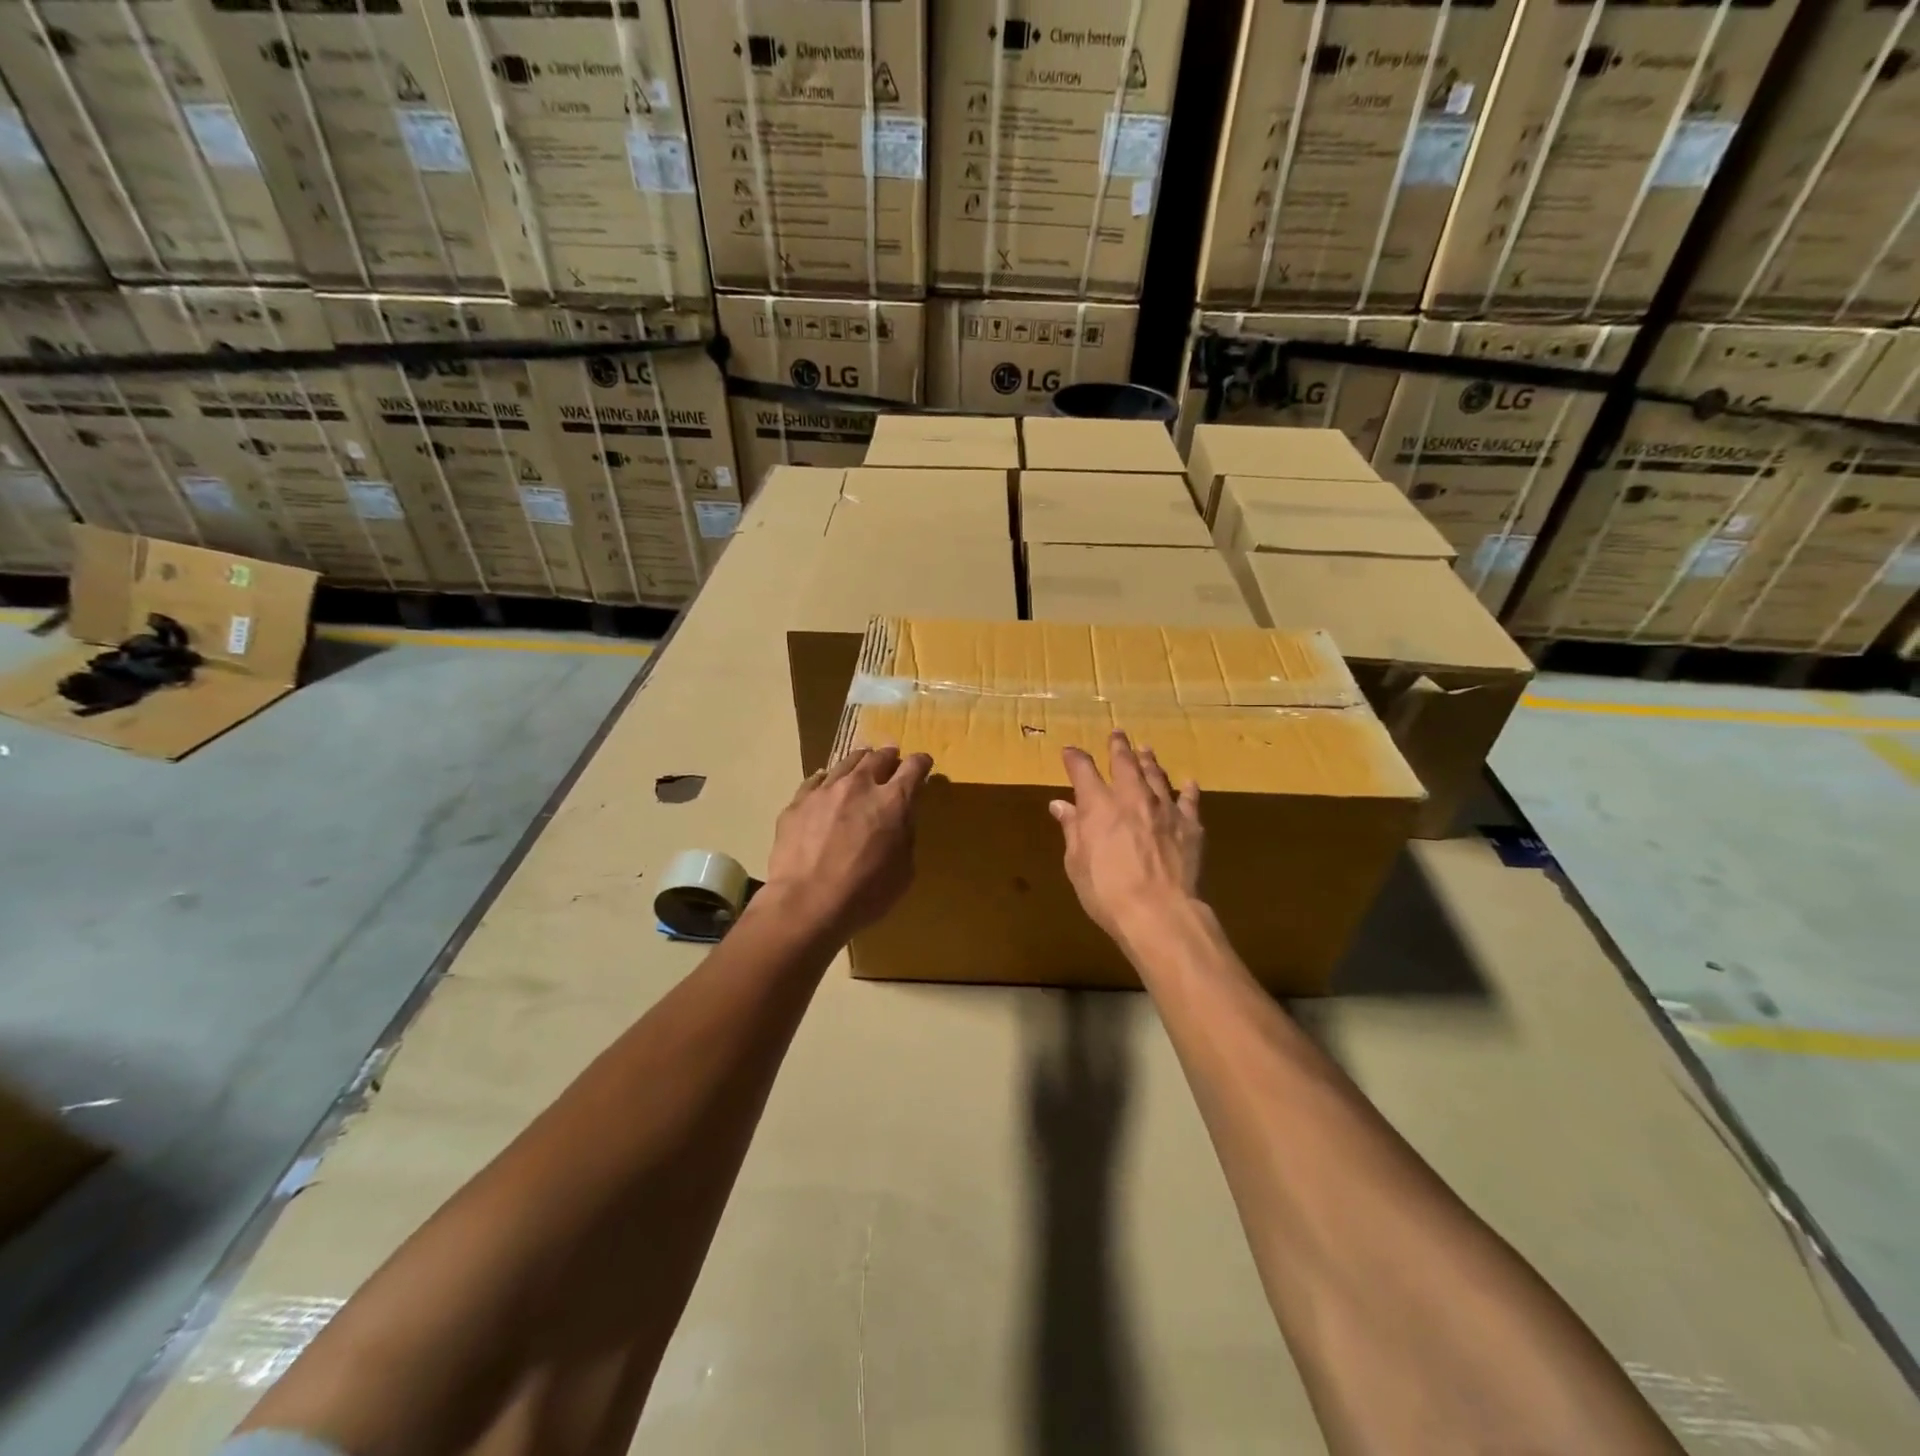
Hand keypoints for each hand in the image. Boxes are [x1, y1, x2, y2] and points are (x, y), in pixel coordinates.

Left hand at [764, 745, 932, 938]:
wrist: (806, 904)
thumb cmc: (864, 894)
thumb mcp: (903, 871)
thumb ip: (904, 837)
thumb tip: (900, 821)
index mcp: (894, 801)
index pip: (914, 767)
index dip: (921, 763)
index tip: (922, 764)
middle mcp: (860, 785)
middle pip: (879, 757)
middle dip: (889, 756)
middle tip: (891, 760)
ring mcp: (825, 790)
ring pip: (847, 762)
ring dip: (859, 763)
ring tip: (861, 766)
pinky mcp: (798, 802)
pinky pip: (816, 781)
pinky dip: (827, 781)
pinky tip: (826, 787)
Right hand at [1050, 731, 1202, 948]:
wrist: (1160, 912)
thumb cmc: (1107, 892)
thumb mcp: (1077, 863)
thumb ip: (1072, 830)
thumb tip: (1061, 805)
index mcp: (1099, 806)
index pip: (1083, 771)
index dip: (1075, 758)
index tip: (1069, 751)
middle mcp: (1132, 798)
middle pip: (1125, 763)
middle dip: (1118, 746)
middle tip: (1117, 733)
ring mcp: (1164, 808)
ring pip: (1156, 775)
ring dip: (1149, 761)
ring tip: (1146, 749)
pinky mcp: (1190, 824)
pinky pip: (1189, 800)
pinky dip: (1187, 789)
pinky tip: (1188, 783)